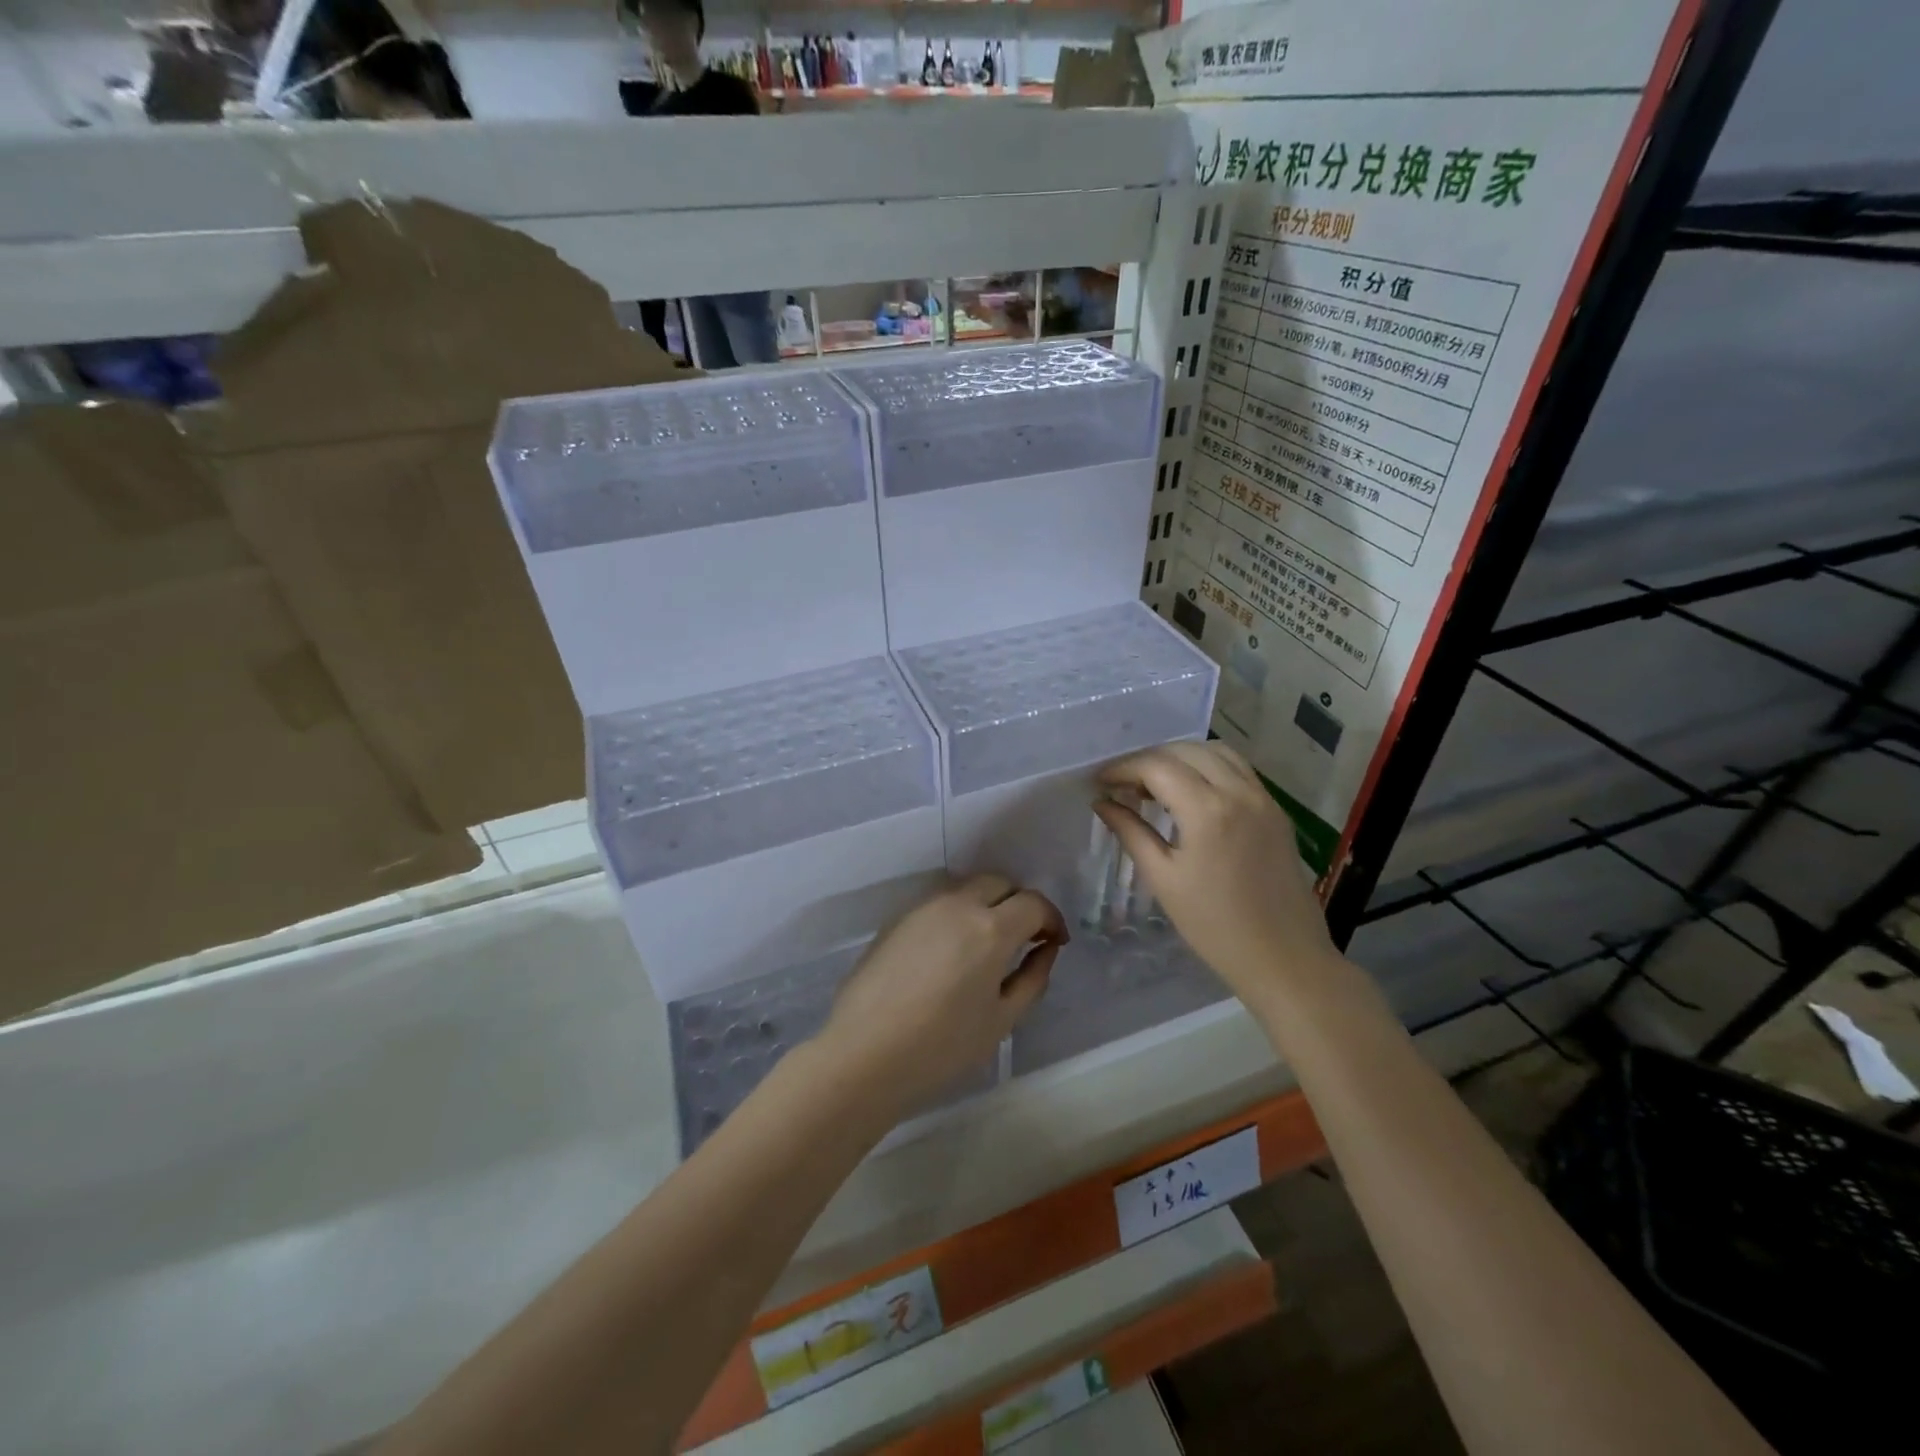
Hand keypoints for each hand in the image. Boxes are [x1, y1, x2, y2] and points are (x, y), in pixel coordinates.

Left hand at [817, 875, 1065, 1116]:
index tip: (1054, 942)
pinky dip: (959, 912)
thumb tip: (1045, 949)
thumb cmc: (941, 1046)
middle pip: (1000, 882)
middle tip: (1024, 938)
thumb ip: (1032, 978)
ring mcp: (924, 906)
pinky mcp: (898, 917)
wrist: (864, 1053)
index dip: (1051, 919)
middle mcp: (958, 904)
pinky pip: (941, 901)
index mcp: (990, 928)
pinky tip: (953, 950)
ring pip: (968, 887)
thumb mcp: (1001, 1020)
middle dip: (1020, 903)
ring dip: (988, 904)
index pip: (1033, 903)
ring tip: (988, 944)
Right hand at [1094, 743, 1340, 1013]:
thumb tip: (1103, 803)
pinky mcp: (1275, 810)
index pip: (1156, 767)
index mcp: (1207, 810)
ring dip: (1181, 758)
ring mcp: (1263, 798)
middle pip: (1185, 751)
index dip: (1123, 768)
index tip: (1100, 781)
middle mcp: (1238, 792)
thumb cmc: (1214, 926)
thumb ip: (1130, 832)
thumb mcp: (1163, 879)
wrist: (1283, 958)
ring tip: (1156, 784)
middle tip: (1123, 784)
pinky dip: (1209, 767)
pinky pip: (1238, 769)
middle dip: (1148, 760)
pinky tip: (1191, 793)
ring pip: (1216, 752)